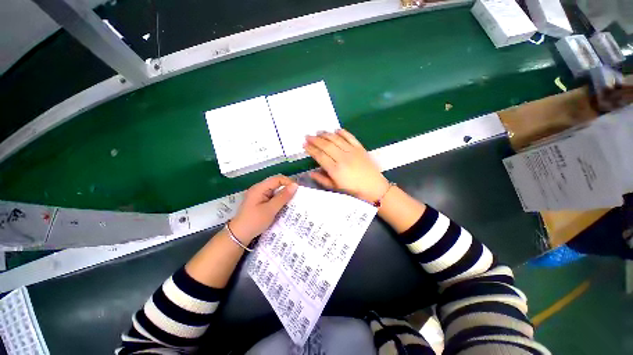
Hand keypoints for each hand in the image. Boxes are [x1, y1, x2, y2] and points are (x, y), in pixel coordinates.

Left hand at [230, 175, 297, 243]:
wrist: (239, 236)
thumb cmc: (254, 221)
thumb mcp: (270, 209)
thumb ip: (283, 197)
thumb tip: (295, 185)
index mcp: (259, 188)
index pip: (277, 179)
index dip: (288, 182)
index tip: (298, 191)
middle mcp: (259, 189)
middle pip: (276, 184)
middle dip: (287, 189)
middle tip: (297, 197)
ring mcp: (259, 196)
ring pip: (275, 191)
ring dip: (284, 195)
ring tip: (293, 202)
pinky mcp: (260, 202)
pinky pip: (272, 197)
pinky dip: (279, 200)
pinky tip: (284, 206)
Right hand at [304, 129, 388, 202]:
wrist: (374, 188)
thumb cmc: (353, 190)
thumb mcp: (336, 188)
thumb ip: (322, 180)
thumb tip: (311, 173)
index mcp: (336, 170)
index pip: (320, 156)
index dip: (311, 149)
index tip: (304, 145)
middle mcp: (343, 158)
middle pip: (326, 145)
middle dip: (315, 140)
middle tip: (307, 136)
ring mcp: (352, 152)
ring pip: (336, 139)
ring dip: (326, 134)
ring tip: (318, 132)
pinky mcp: (360, 148)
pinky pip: (350, 137)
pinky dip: (343, 132)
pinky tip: (336, 130)